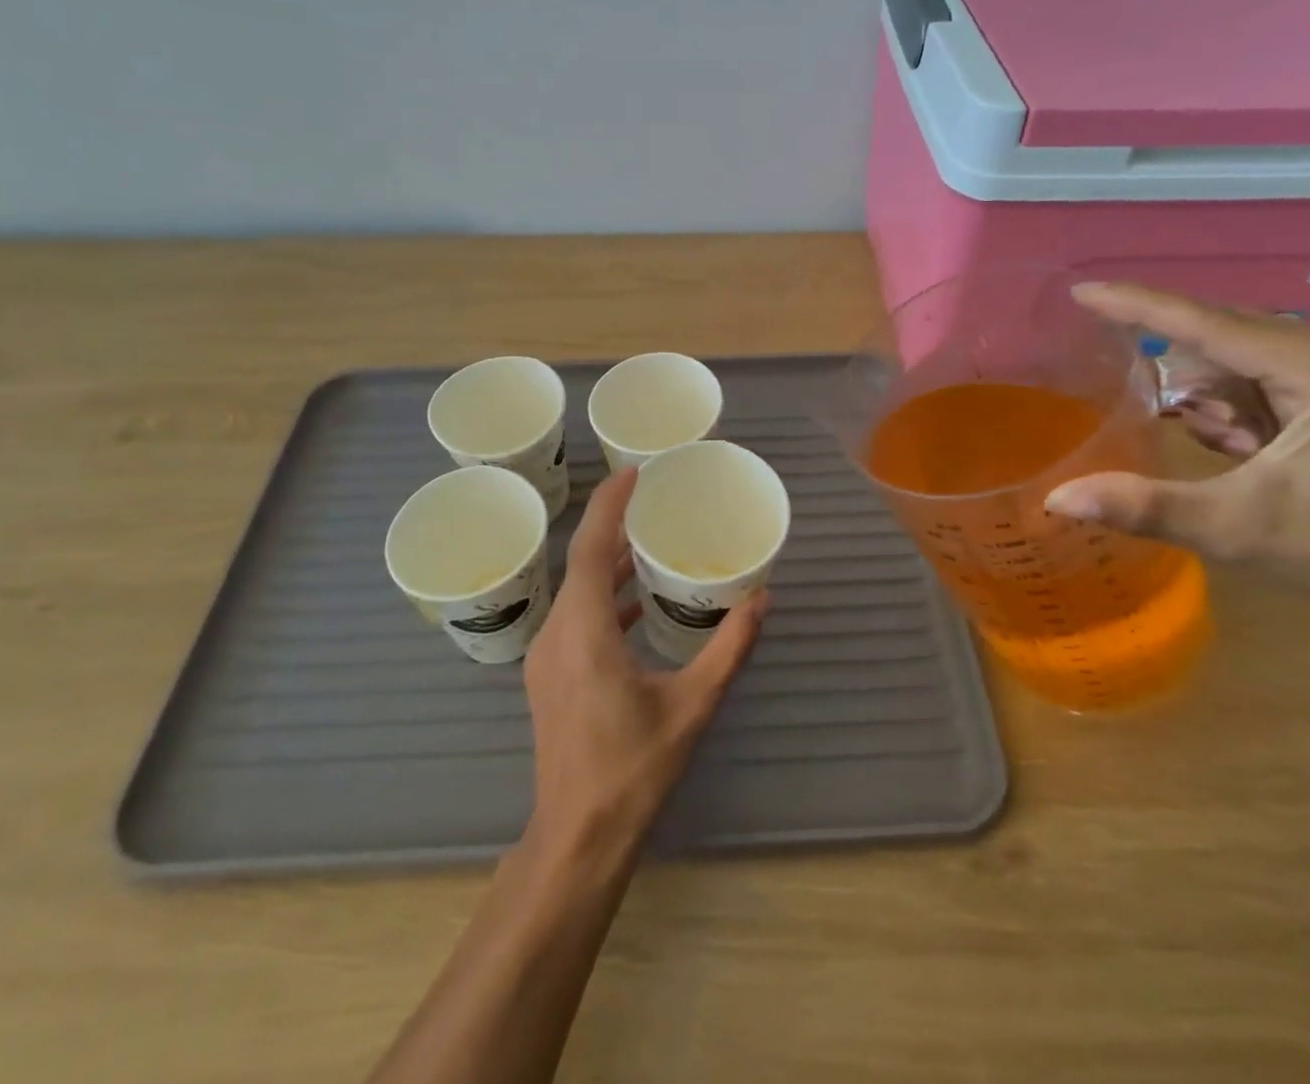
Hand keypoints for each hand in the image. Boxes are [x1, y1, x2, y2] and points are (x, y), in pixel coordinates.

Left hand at [522, 467, 766, 856]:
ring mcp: (547, 656)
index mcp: (584, 632)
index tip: (634, 472)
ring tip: (647, 542)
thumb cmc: (634, 769)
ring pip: (575, 590)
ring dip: (606, 563)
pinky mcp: (549, 675)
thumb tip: (762, 599)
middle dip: (612, 526)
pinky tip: (635, 604)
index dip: (610, 505)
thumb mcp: (693, 705)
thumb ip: (729, 648)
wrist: (578, 836)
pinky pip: (575, 616)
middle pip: (580, 562)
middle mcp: (557, 633)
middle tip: (651, 499)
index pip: (589, 548)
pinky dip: (602, 598)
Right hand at [1045, 283, 1309, 611]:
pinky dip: (1219, 400)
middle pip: (1219, 330)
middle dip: (1167, 352)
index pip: (1211, 325)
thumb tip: (1058, 499)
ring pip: (1230, 352)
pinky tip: (1226, 439)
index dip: (1140, 306)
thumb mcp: (1234, 529)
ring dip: (1199, 387)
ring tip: (1209, 438)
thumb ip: (1146, 507)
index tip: (1082, 292)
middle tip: (1107, 360)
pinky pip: (1248, 372)